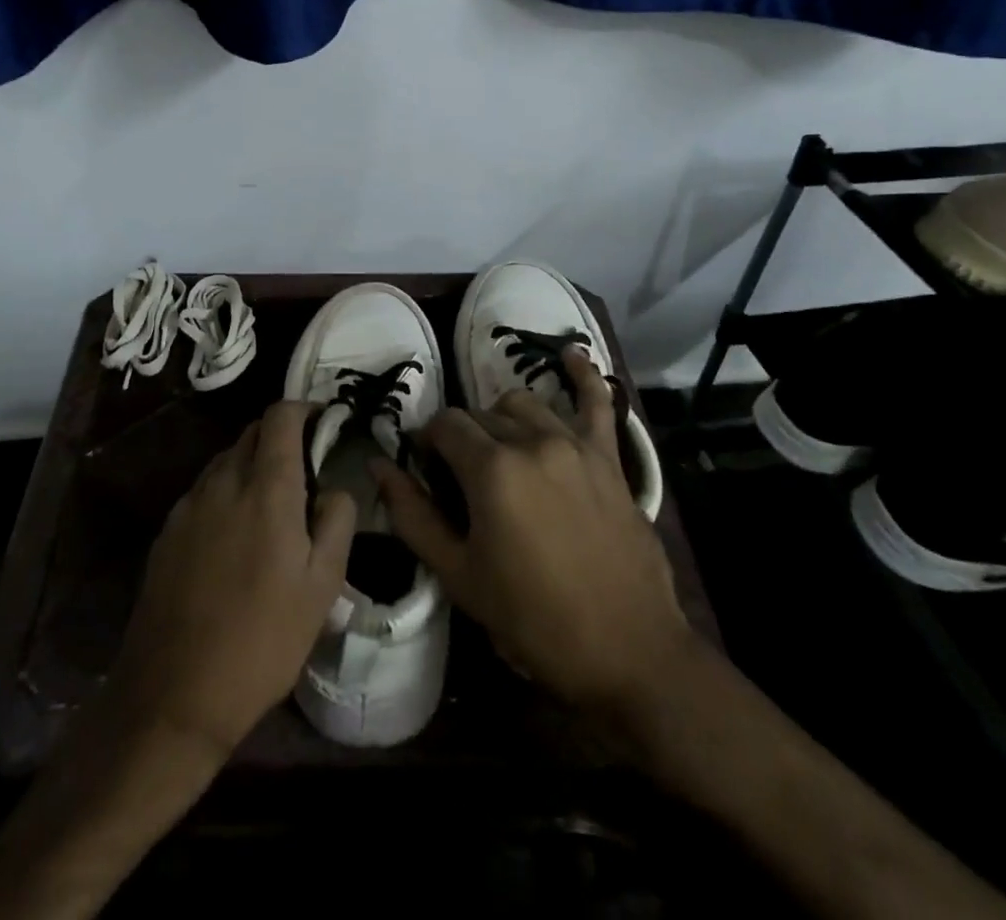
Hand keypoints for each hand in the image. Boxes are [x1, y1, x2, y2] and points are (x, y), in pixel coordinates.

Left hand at [106, 401, 355, 755]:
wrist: (173, 696)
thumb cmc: (262, 640)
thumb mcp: (323, 586)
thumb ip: (337, 520)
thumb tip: (333, 487)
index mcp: (266, 488)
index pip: (280, 416)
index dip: (304, 409)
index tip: (323, 424)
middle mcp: (223, 483)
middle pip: (252, 433)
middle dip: (281, 437)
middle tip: (305, 472)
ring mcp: (188, 506)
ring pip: (226, 461)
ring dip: (252, 465)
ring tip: (271, 508)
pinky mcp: (166, 532)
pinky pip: (204, 492)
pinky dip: (226, 493)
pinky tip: (234, 538)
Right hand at [374, 348, 688, 726]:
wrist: (628, 651)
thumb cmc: (533, 619)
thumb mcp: (459, 575)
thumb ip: (412, 515)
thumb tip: (377, 466)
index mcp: (491, 469)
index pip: (445, 427)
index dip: (428, 444)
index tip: (427, 471)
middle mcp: (532, 441)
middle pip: (481, 416)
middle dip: (463, 438)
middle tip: (463, 480)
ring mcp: (575, 444)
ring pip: (523, 404)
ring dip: (502, 419)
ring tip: (500, 451)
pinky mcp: (609, 457)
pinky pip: (597, 401)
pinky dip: (583, 375)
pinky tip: (570, 354)